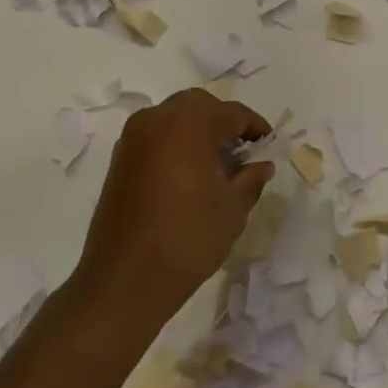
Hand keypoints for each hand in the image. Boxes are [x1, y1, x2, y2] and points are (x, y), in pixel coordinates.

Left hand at [70, 89, 274, 336]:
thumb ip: (251, 178)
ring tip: (217, 166)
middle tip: (243, 152)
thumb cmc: (188, 237)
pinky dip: (175, 147)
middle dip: (223, 125)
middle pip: (199, 109)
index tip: (269, 144)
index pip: (232, 113)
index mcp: (189, 121)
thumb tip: (261, 165)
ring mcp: (132, 138)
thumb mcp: (233, 208)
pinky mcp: (119, 160)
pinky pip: (155, 140)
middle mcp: (156, 118)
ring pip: (174, 121)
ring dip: (197, 134)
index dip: (255, 128)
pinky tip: (189, 177)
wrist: (125, 279)